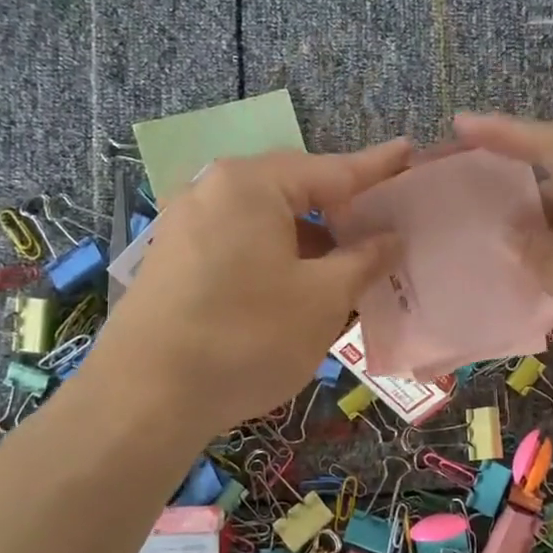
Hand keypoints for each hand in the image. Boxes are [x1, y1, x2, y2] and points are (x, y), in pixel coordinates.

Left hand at [85, 142, 409, 437]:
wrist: (142, 400)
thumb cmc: (247, 336)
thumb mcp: (323, 299)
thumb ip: (363, 259)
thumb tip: (390, 238)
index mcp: (251, 184)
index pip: (332, 169)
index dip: (377, 168)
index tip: (410, 152)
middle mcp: (213, 190)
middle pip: (294, 191)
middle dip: (341, 211)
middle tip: (384, 227)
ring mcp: (185, 225)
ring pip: (266, 222)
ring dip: (309, 241)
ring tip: (347, 267)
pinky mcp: (172, 260)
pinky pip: (239, 244)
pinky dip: (276, 258)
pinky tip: (298, 289)